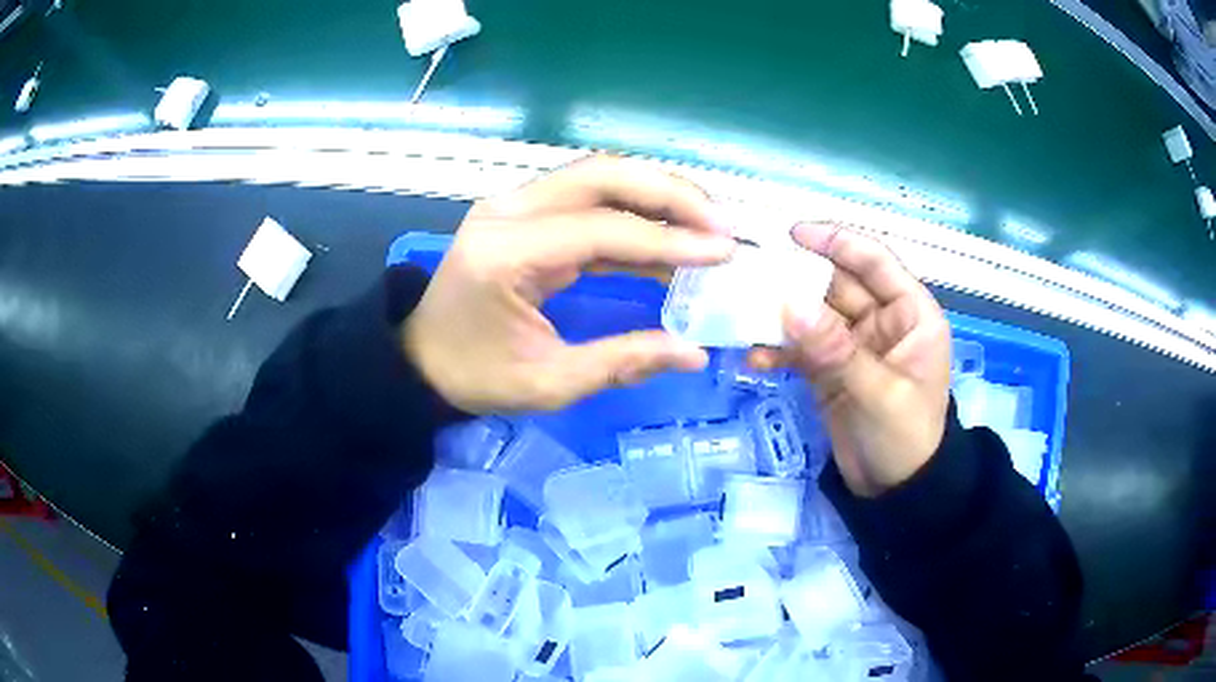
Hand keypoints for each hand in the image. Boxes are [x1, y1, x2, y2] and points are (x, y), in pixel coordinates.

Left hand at [403, 156, 736, 413]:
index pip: (601, 229)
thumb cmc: (475, 376)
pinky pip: (585, 197)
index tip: (723, 252)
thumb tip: (694, 353)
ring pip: (597, 175)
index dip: (669, 239)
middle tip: (721, 222)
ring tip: (706, 221)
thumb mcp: (548, 383)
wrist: (421, 359)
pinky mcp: (520, 211)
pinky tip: (666, 236)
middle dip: (670, 193)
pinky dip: (631, 211)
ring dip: (656, 192)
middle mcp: (507, 211)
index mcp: (506, 253)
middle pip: (601, 175)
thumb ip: (623, 362)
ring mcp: (512, 204)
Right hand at [752, 222, 951, 496]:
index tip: (793, 233)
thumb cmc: (905, 437)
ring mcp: (853, 345)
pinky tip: (752, 360)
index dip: (838, 242)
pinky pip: (801, 350)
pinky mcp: (830, 370)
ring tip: (741, 316)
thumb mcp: (878, 393)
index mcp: (911, 314)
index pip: (875, 262)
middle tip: (750, 273)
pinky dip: (777, 352)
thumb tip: (789, 305)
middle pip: (837, 285)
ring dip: (781, 317)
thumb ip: (836, 349)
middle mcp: (882, 320)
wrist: (895, 492)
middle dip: (797, 279)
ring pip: (813, 316)